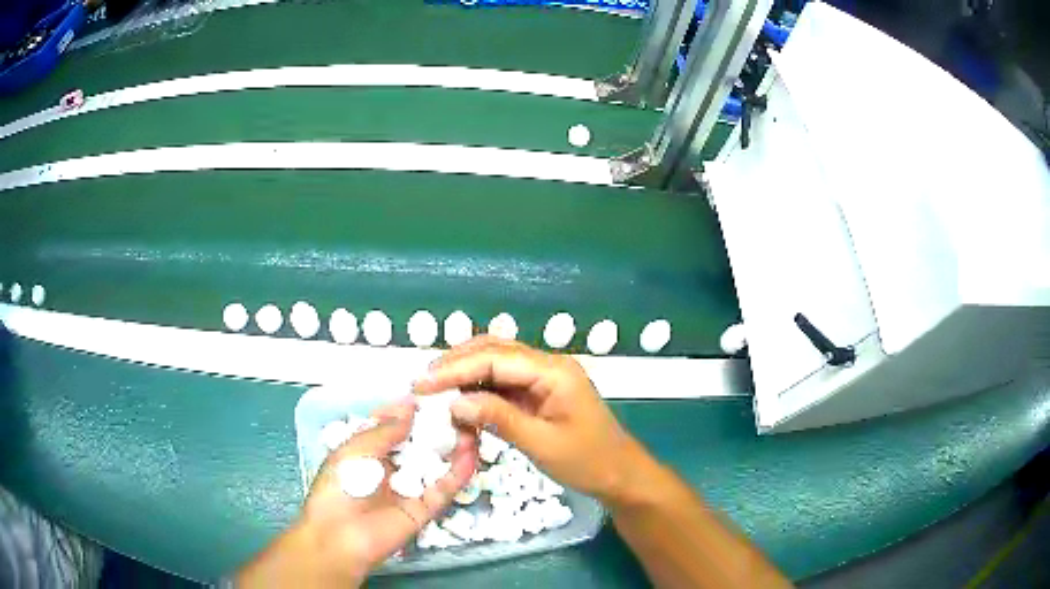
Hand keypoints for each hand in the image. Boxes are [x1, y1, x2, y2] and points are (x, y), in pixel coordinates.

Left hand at [236, 397, 478, 587]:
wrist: (339, 538)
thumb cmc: (338, 488)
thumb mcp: (354, 451)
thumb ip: (384, 431)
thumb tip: (410, 406)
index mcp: (368, 452)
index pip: (393, 426)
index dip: (410, 410)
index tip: (431, 391)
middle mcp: (391, 468)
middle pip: (419, 443)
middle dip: (437, 425)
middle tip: (460, 403)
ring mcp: (410, 489)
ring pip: (436, 464)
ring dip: (453, 445)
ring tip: (472, 422)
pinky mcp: (425, 509)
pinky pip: (444, 488)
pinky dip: (459, 472)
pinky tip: (472, 452)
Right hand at [414, 336, 644, 503]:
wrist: (620, 474)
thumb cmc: (587, 461)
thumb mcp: (541, 443)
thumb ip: (498, 418)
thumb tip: (454, 403)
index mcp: (553, 371)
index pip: (495, 358)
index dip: (455, 369)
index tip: (422, 385)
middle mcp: (548, 364)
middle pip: (494, 350)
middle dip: (456, 363)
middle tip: (422, 382)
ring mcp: (545, 377)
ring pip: (497, 362)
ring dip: (466, 372)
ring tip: (434, 388)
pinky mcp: (541, 392)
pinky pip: (505, 381)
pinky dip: (480, 388)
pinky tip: (461, 400)